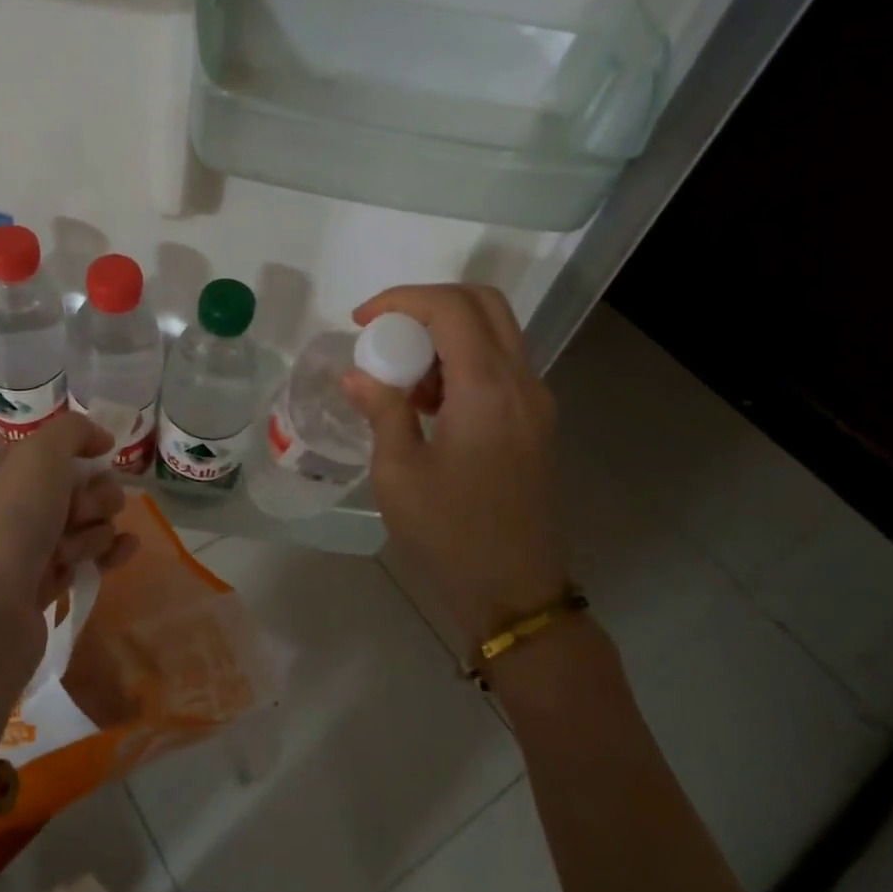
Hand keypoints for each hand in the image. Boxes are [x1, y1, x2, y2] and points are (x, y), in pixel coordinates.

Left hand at [0, 413, 137, 767]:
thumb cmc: (10, 523)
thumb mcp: (40, 455)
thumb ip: (73, 431)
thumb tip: (101, 438)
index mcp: (1, 470)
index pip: (54, 449)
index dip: (83, 454)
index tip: (102, 460)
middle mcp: (11, 506)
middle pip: (76, 486)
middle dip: (94, 496)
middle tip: (82, 513)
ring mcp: (26, 548)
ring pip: (85, 523)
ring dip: (94, 530)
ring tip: (74, 551)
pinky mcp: (42, 585)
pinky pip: (86, 558)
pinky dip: (108, 553)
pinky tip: (127, 550)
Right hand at [342, 284, 566, 647]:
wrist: (515, 591)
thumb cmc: (450, 534)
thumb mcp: (399, 473)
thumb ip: (381, 410)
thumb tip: (357, 374)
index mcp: (488, 390)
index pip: (451, 308)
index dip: (401, 300)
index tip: (360, 321)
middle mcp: (522, 382)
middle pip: (483, 303)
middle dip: (427, 304)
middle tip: (384, 332)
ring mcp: (535, 401)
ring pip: (495, 331)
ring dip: (446, 333)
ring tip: (402, 376)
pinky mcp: (535, 421)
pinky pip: (500, 364)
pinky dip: (462, 360)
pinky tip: (429, 402)